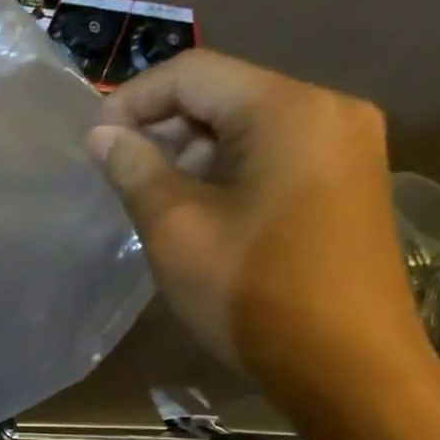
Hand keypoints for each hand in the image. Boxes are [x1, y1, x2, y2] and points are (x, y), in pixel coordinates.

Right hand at [87, 50, 439, 439]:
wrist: (347, 366)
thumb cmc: (252, 293)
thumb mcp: (176, 229)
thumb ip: (134, 170)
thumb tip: (100, 135)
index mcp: (288, 110)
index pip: (193, 73)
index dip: (132, 100)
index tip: (92, 145)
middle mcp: (327, 110)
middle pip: (223, 93)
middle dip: (160, 126)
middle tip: (114, 173)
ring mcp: (344, 145)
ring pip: (245, 124)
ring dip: (189, 151)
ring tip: (146, 195)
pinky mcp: (344, 180)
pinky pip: (271, 152)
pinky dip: (223, 169)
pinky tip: (193, 208)